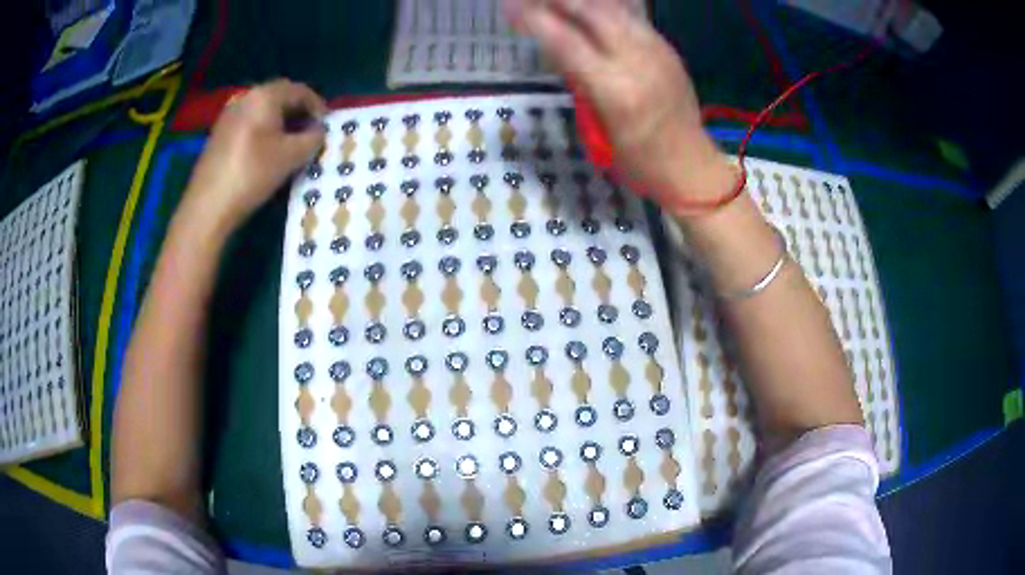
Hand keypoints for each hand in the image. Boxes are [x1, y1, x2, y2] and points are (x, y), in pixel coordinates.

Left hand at [183, 79, 327, 233]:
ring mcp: (229, 114)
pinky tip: (267, 150)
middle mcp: (245, 97)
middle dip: (298, 112)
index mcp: (265, 96)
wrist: (208, 205)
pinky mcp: (219, 133)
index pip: (300, 90)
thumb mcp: (292, 156)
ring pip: (263, 110)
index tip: (326, 126)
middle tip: (311, 133)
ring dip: (280, 121)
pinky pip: (248, 122)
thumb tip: (318, 131)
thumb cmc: (253, 174)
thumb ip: (313, 138)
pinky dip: (263, 130)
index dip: (318, 106)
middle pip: (280, 97)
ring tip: (291, 143)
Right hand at [505, 0, 735, 211]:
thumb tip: (556, 47)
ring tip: (560, 2)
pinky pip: (633, 17)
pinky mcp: (669, 49)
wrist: (691, 166)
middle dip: (559, 0)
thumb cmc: (640, 161)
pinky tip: (593, 7)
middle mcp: (638, 62)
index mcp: (616, 91)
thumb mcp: (600, 130)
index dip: (535, 19)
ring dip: (582, 0)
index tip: (511, 6)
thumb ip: (580, 83)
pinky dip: (607, 7)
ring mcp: (658, 51)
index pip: (567, 41)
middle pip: (592, 13)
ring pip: (615, 9)